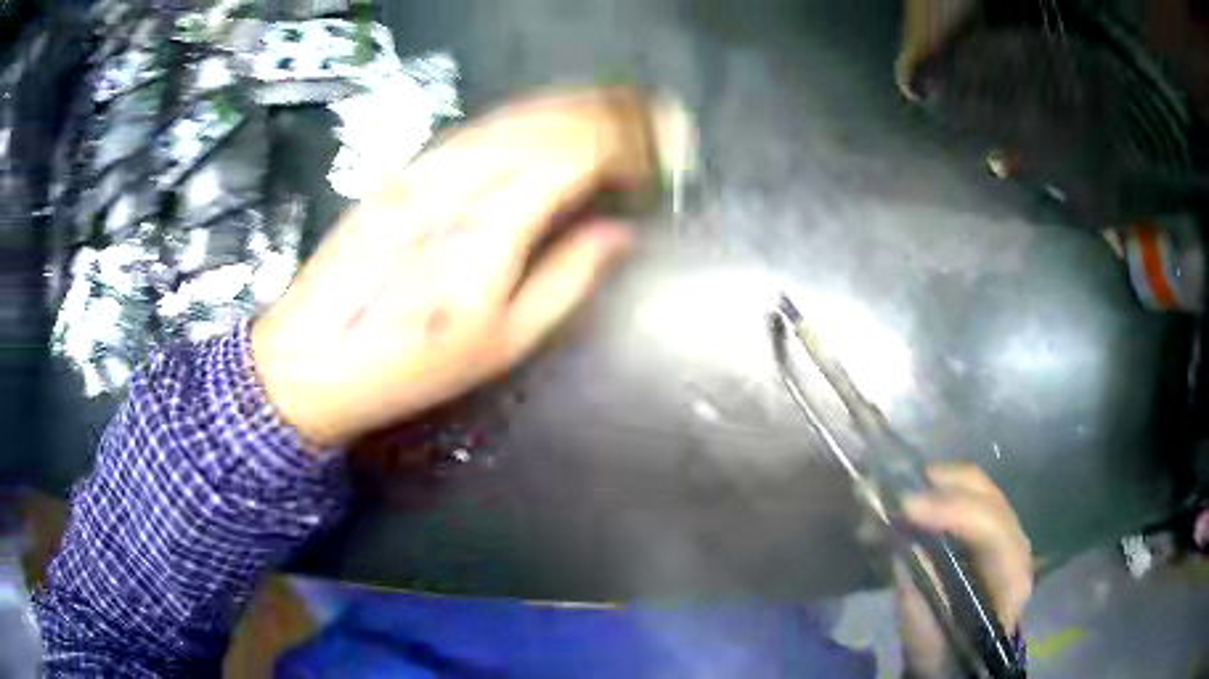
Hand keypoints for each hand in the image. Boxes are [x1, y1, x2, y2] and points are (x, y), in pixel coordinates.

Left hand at [252, 87, 673, 447]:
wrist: (315, 353)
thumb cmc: (412, 364)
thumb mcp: (503, 342)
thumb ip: (567, 279)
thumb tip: (618, 234)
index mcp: (494, 226)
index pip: (578, 154)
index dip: (629, 145)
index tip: (663, 153)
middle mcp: (464, 179)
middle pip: (552, 121)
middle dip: (613, 112)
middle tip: (655, 116)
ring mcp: (431, 166)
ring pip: (518, 114)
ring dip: (575, 104)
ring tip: (618, 106)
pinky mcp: (409, 167)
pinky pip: (482, 124)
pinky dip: (529, 114)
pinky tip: (549, 117)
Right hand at [895, 463, 1033, 677]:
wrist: (960, 660)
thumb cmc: (944, 653)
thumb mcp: (927, 633)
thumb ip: (917, 588)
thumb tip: (899, 539)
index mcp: (1011, 576)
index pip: (990, 528)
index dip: (950, 511)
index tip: (905, 508)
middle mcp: (1017, 543)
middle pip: (986, 494)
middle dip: (942, 485)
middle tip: (896, 492)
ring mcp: (1007, 531)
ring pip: (978, 486)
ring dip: (938, 484)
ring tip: (900, 493)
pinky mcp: (991, 529)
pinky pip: (968, 496)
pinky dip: (940, 491)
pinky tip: (915, 499)